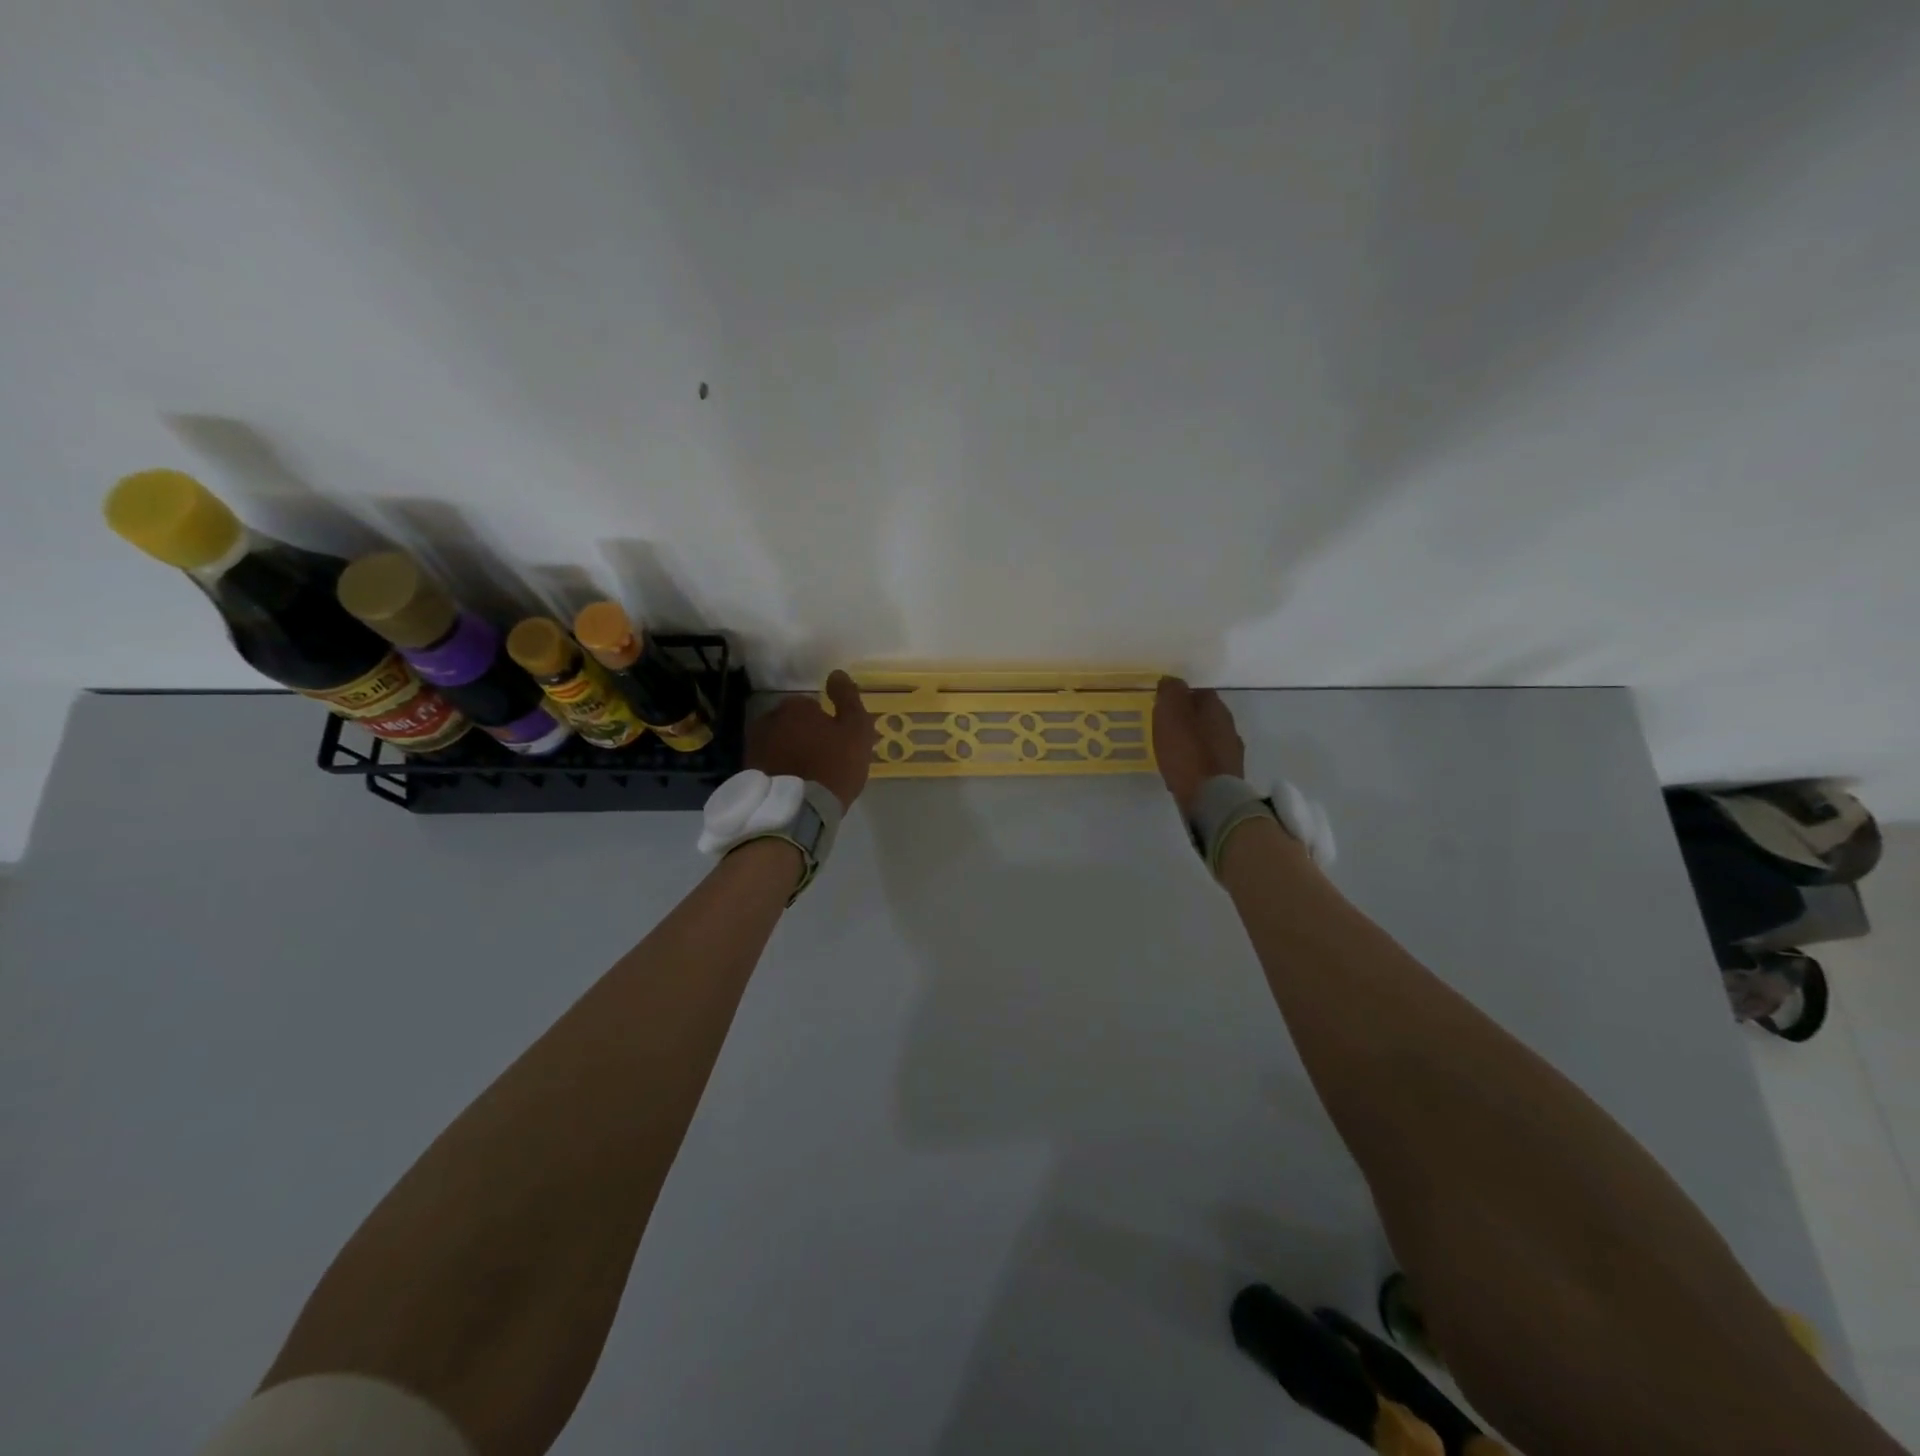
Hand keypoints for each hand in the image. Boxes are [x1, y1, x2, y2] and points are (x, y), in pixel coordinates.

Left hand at [747, 670, 877, 810]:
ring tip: (807, 775)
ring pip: (779, 743)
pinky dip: (779, 770)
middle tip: (823, 759)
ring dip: (790, 752)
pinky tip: (792, 785)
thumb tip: (836, 673)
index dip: (827, 724)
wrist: (798, 810)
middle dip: (805, 735)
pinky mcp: (748, 771)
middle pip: (792, 724)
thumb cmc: (833, 765)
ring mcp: (754, 746)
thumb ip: (848, 698)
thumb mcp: (856, 729)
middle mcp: (769, 719)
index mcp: (795, 707)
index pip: (813, 707)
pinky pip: (769, 764)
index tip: (836, 743)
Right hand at [1153, 676, 1244, 816]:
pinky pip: (1209, 760)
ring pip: (1208, 737)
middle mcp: (1229, 724)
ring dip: (1192, 741)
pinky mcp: (1230, 773)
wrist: (1211, 797)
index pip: (1197, 691)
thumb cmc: (1186, 751)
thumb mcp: (1170, 713)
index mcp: (1215, 706)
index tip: (1162, 707)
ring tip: (1172, 751)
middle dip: (1187, 719)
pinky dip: (1197, 760)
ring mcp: (1232, 750)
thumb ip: (1170, 691)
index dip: (1179, 697)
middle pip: (1205, 715)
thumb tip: (1171, 680)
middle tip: (1164, 728)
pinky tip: (1184, 769)